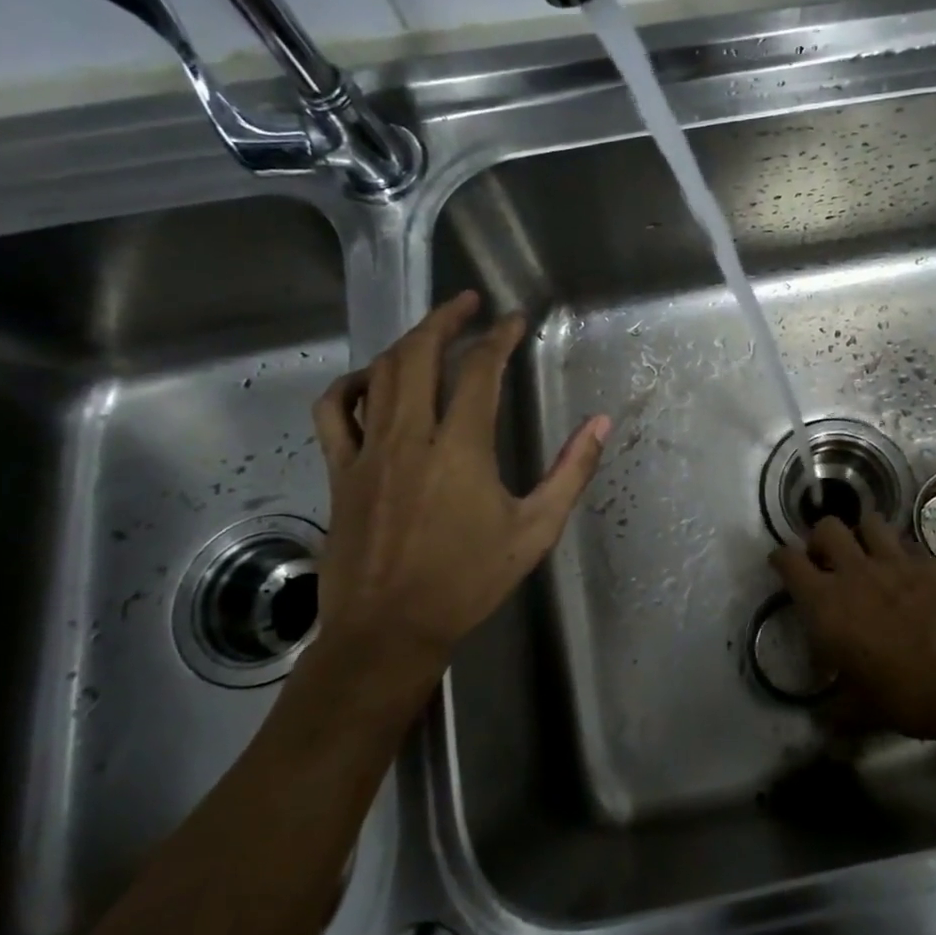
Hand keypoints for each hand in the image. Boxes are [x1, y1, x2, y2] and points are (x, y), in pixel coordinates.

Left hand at [304, 291, 609, 713]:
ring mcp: (367, 452)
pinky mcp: (340, 471)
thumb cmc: (468, 581)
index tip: (514, 320)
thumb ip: (571, 472)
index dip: (499, 337)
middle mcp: (410, 437)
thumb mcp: (535, 530)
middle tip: (469, 303)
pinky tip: (371, 380)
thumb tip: (600, 423)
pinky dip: (351, 384)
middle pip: (420, 355)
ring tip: (431, 330)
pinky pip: (334, 412)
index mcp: (460, 449)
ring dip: (407, 342)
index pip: (481, 371)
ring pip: (380, 374)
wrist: (388, 631)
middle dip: (446, 319)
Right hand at [769, 514, 935, 740]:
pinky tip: (909, 572)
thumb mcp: (863, 711)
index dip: (781, 559)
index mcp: (827, 605)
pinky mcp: (930, 562)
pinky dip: (902, 553)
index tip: (782, 564)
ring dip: (862, 534)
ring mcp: (895, 561)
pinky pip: (908, 544)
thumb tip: (824, 722)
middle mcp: (855, 573)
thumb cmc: (909, 697)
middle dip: (821, 539)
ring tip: (868, 554)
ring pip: (869, 522)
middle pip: (826, 528)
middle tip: (828, 560)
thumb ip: (838, 710)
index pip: (789, 562)